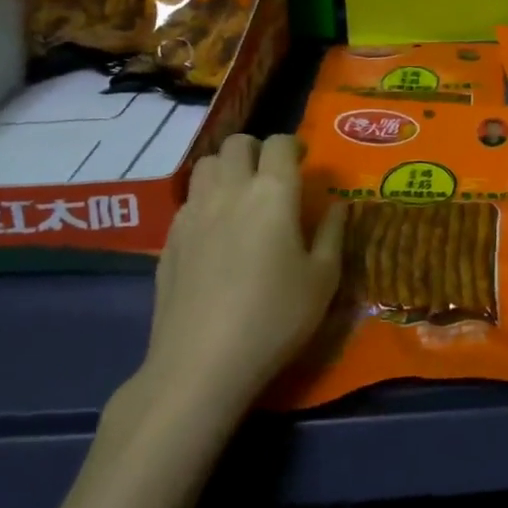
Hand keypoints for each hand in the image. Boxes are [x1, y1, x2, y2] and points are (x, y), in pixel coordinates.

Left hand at [141, 133, 345, 413]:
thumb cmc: (274, 318)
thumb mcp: (323, 279)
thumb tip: (338, 205)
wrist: (201, 364)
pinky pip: (188, 200)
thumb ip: (333, 233)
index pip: (280, 143)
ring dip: (226, 169)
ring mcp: (193, 213)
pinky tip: (215, 233)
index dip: (294, 146)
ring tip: (240, 196)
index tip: (303, 162)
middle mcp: (230, 190)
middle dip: (257, 150)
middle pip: (238, 144)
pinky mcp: (169, 240)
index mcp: (273, 192)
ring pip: (206, 165)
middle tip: (271, 176)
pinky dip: (205, 201)